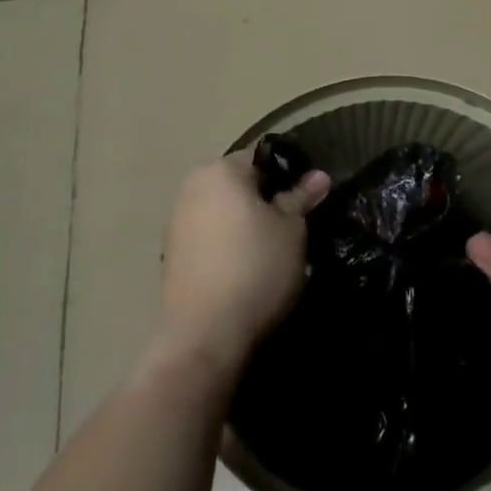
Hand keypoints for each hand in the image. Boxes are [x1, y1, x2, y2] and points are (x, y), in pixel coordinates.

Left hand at [155, 151, 330, 380]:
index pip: (262, 157)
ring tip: (271, 249)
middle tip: (293, 224)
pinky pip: (208, 235)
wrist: (205, 333)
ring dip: (245, 221)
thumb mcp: (292, 230)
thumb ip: (301, 198)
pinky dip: (227, 242)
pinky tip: (245, 267)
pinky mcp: (171, 253)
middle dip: (265, 198)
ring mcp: (177, 220)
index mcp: (221, 170)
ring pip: (222, 209)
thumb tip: (319, 176)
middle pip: (239, 182)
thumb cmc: (256, 268)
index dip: (289, 174)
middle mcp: (193, 186)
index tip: (307, 198)